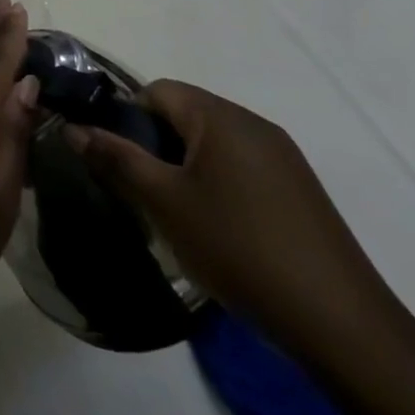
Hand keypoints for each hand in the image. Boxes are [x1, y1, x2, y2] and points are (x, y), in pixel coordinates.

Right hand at [65, 80, 404, 367]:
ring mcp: (283, 157)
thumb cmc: (238, 248)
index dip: (127, 117)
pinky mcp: (299, 190)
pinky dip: (216, 184)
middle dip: (154, 144)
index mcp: (221, 117)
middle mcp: (254, 124)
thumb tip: (74, 127)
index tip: (116, 159)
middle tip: (140, 190)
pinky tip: (216, 229)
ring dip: (184, 167)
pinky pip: (240, 167)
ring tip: (174, 213)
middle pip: (185, 114)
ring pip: (212, 143)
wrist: (340, 324)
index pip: (158, 90)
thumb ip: (116, 158)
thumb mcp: (163, 202)